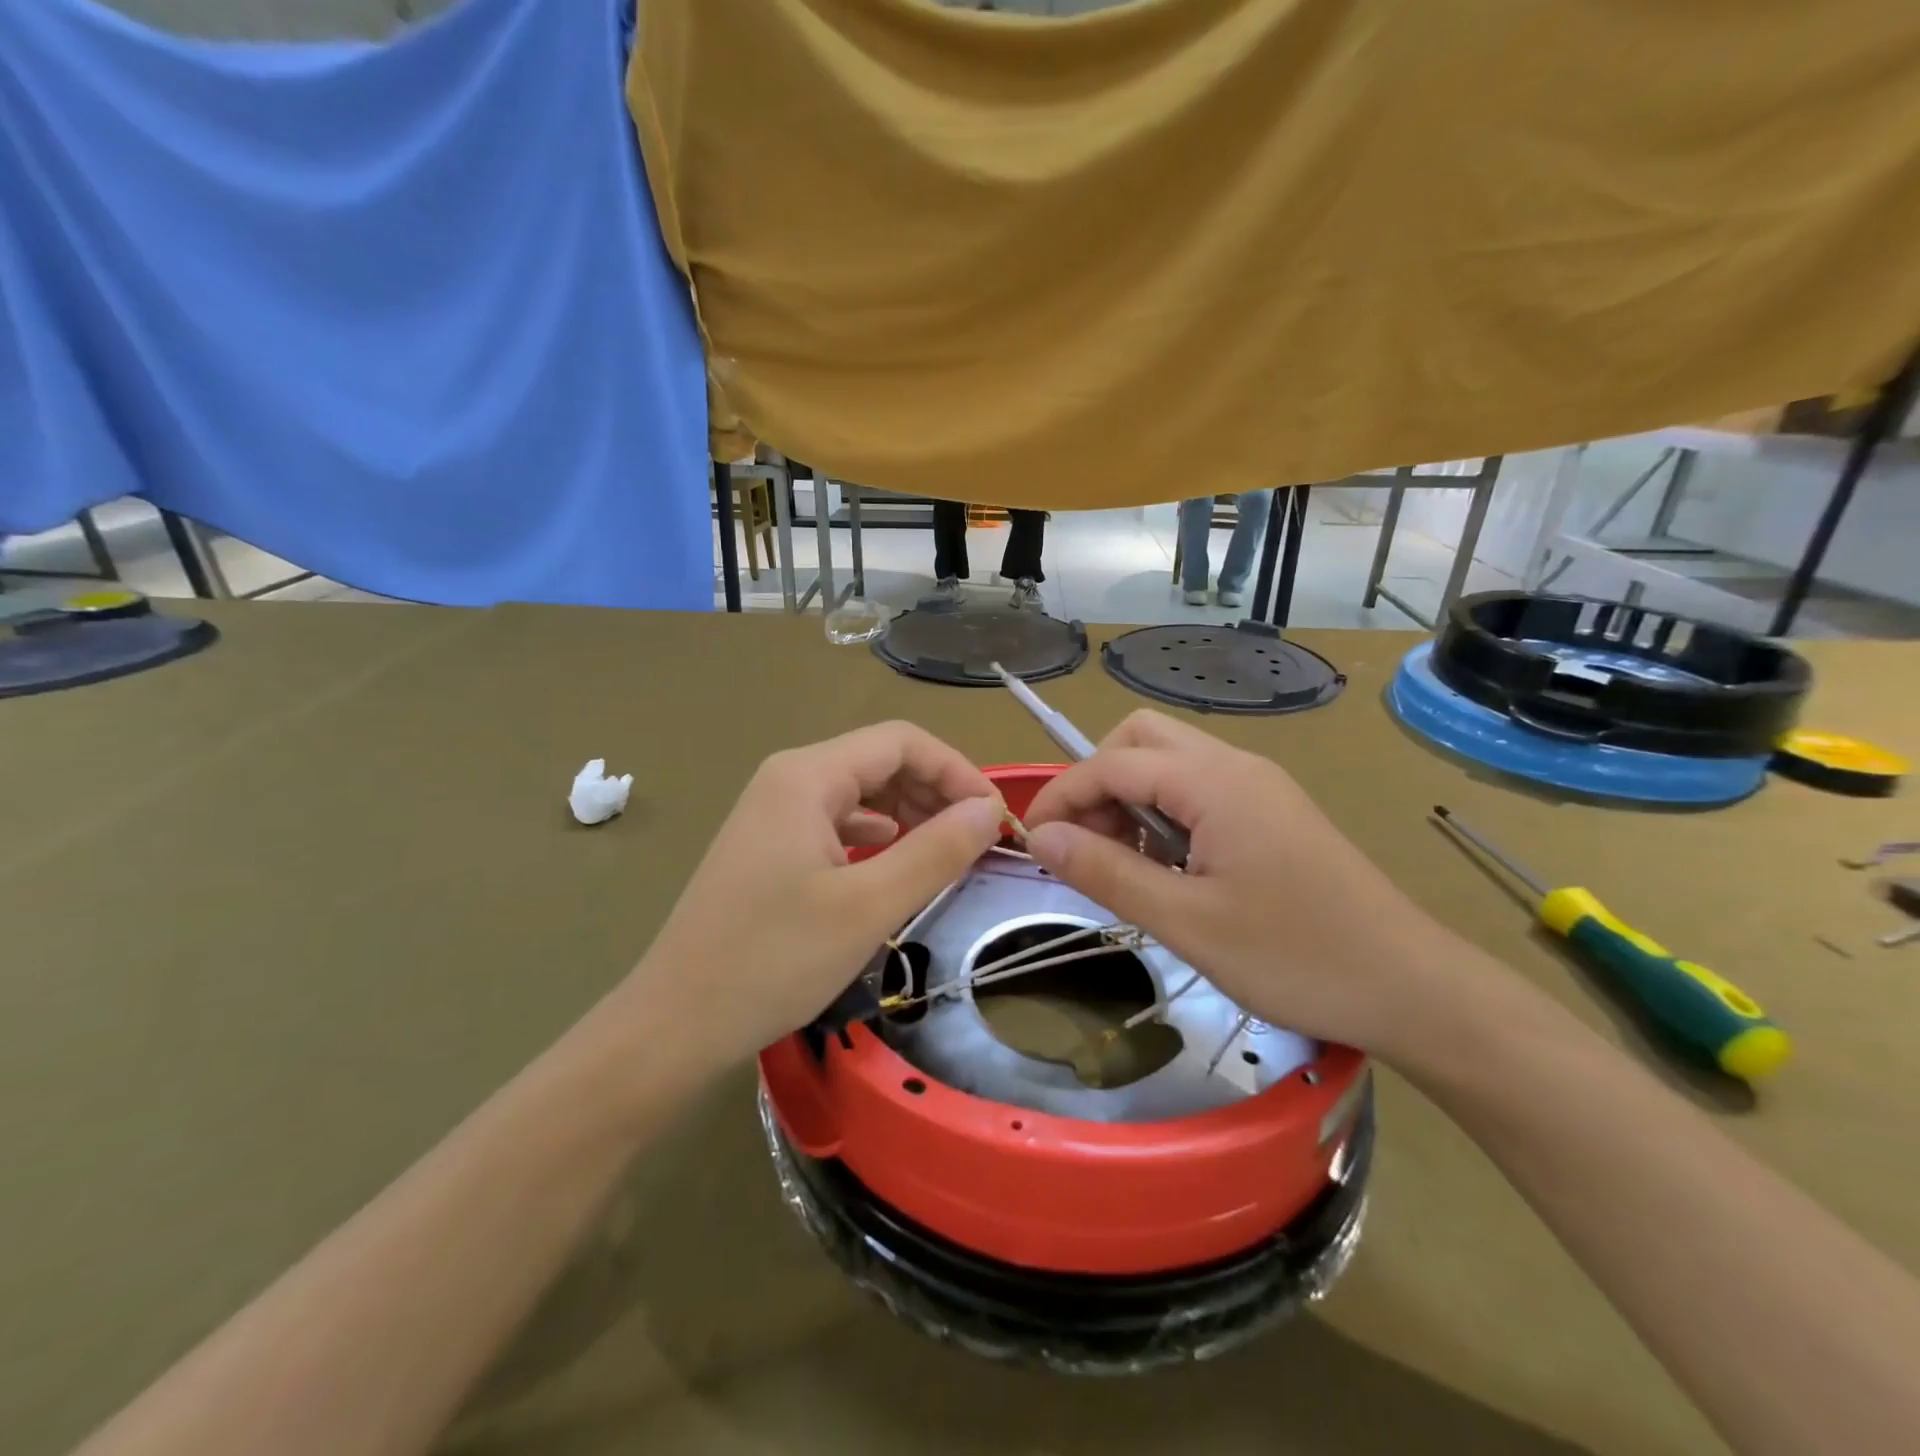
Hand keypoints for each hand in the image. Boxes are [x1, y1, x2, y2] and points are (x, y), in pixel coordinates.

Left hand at [620, 723, 1004, 1071]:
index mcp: (807, 775)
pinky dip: (876, 834)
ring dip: (909, 812)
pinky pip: (836, 821)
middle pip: (880, 760)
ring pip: (859, 791)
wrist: (675, 1024)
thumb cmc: (774, 960)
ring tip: (946, 851)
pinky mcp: (768, 846)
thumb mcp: (869, 906)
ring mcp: (773, 812)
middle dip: (935, 791)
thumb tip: (989, 811)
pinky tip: (894, 860)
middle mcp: (788, 778)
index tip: (994, 818)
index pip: (902, 742)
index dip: (956, 770)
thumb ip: (936, 851)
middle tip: (977, 840)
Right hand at [1022, 710, 1477, 1057]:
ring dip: (1131, 798)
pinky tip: (1169, 868)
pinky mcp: (1272, 811)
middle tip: (1087, 845)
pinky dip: (1164, 813)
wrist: (1412, 988)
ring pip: (1170, 762)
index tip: (1033, 843)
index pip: (1112, 762)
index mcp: (1214, 781)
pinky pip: (1199, 789)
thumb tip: (1041, 839)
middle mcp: (1235, 765)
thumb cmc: (1296, 958)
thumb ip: (1107, 872)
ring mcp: (1259, 785)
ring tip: (1125, 864)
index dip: (1063, 795)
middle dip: (1098, 782)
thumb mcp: (1186, 922)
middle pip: (1141, 739)